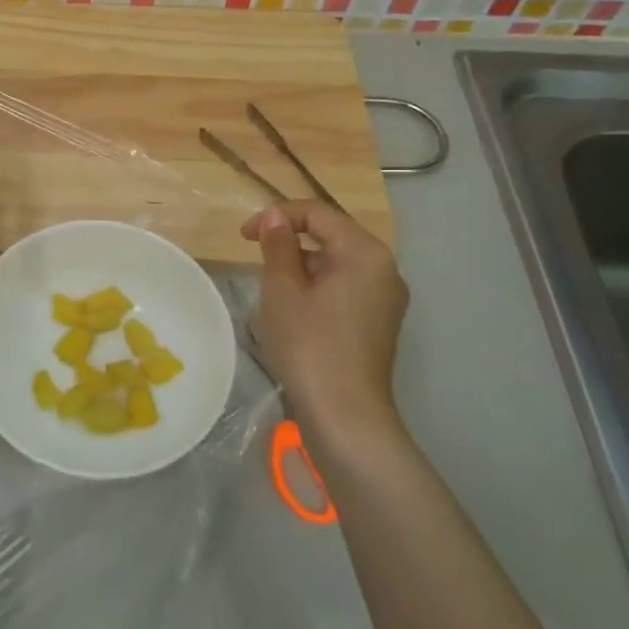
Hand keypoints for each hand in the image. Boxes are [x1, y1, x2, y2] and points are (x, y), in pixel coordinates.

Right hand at [241, 200, 409, 455]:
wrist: (345, 415)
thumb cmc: (309, 345)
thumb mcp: (282, 290)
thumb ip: (278, 245)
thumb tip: (274, 218)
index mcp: (365, 252)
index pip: (318, 213)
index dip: (277, 216)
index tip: (242, 236)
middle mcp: (385, 268)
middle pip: (332, 235)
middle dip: (290, 241)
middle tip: (255, 259)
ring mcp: (386, 297)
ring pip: (337, 263)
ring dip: (302, 265)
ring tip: (271, 288)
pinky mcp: (380, 321)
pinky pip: (346, 287)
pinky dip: (318, 286)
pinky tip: (295, 309)